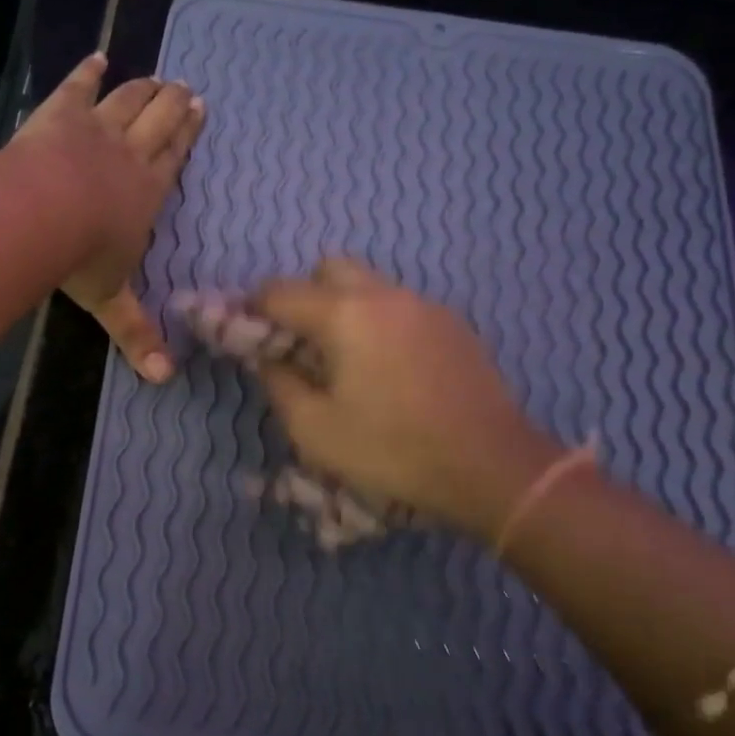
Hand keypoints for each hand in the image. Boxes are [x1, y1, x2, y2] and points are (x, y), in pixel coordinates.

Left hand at [11, 54, 204, 380]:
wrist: (41, 214)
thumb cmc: (82, 258)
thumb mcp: (112, 302)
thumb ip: (137, 335)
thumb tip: (165, 380)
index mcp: (147, 193)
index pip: (173, 158)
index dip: (187, 135)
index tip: (200, 109)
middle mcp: (129, 154)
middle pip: (157, 121)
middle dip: (172, 104)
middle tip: (185, 87)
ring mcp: (94, 130)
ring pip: (126, 101)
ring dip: (142, 88)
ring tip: (156, 76)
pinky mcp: (59, 115)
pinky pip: (76, 88)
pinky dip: (87, 72)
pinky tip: (96, 57)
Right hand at [251, 259, 559, 539]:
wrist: (490, 465)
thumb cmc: (392, 450)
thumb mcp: (315, 430)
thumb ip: (280, 385)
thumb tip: (268, 360)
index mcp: (344, 315)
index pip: (279, 292)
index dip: (252, 309)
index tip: (243, 333)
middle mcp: (384, 295)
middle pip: (328, 270)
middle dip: (302, 296)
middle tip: (299, 342)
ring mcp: (423, 305)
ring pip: (368, 285)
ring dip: (343, 307)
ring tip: (344, 359)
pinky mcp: (452, 324)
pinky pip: (399, 306)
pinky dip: (378, 321)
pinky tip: (387, 368)